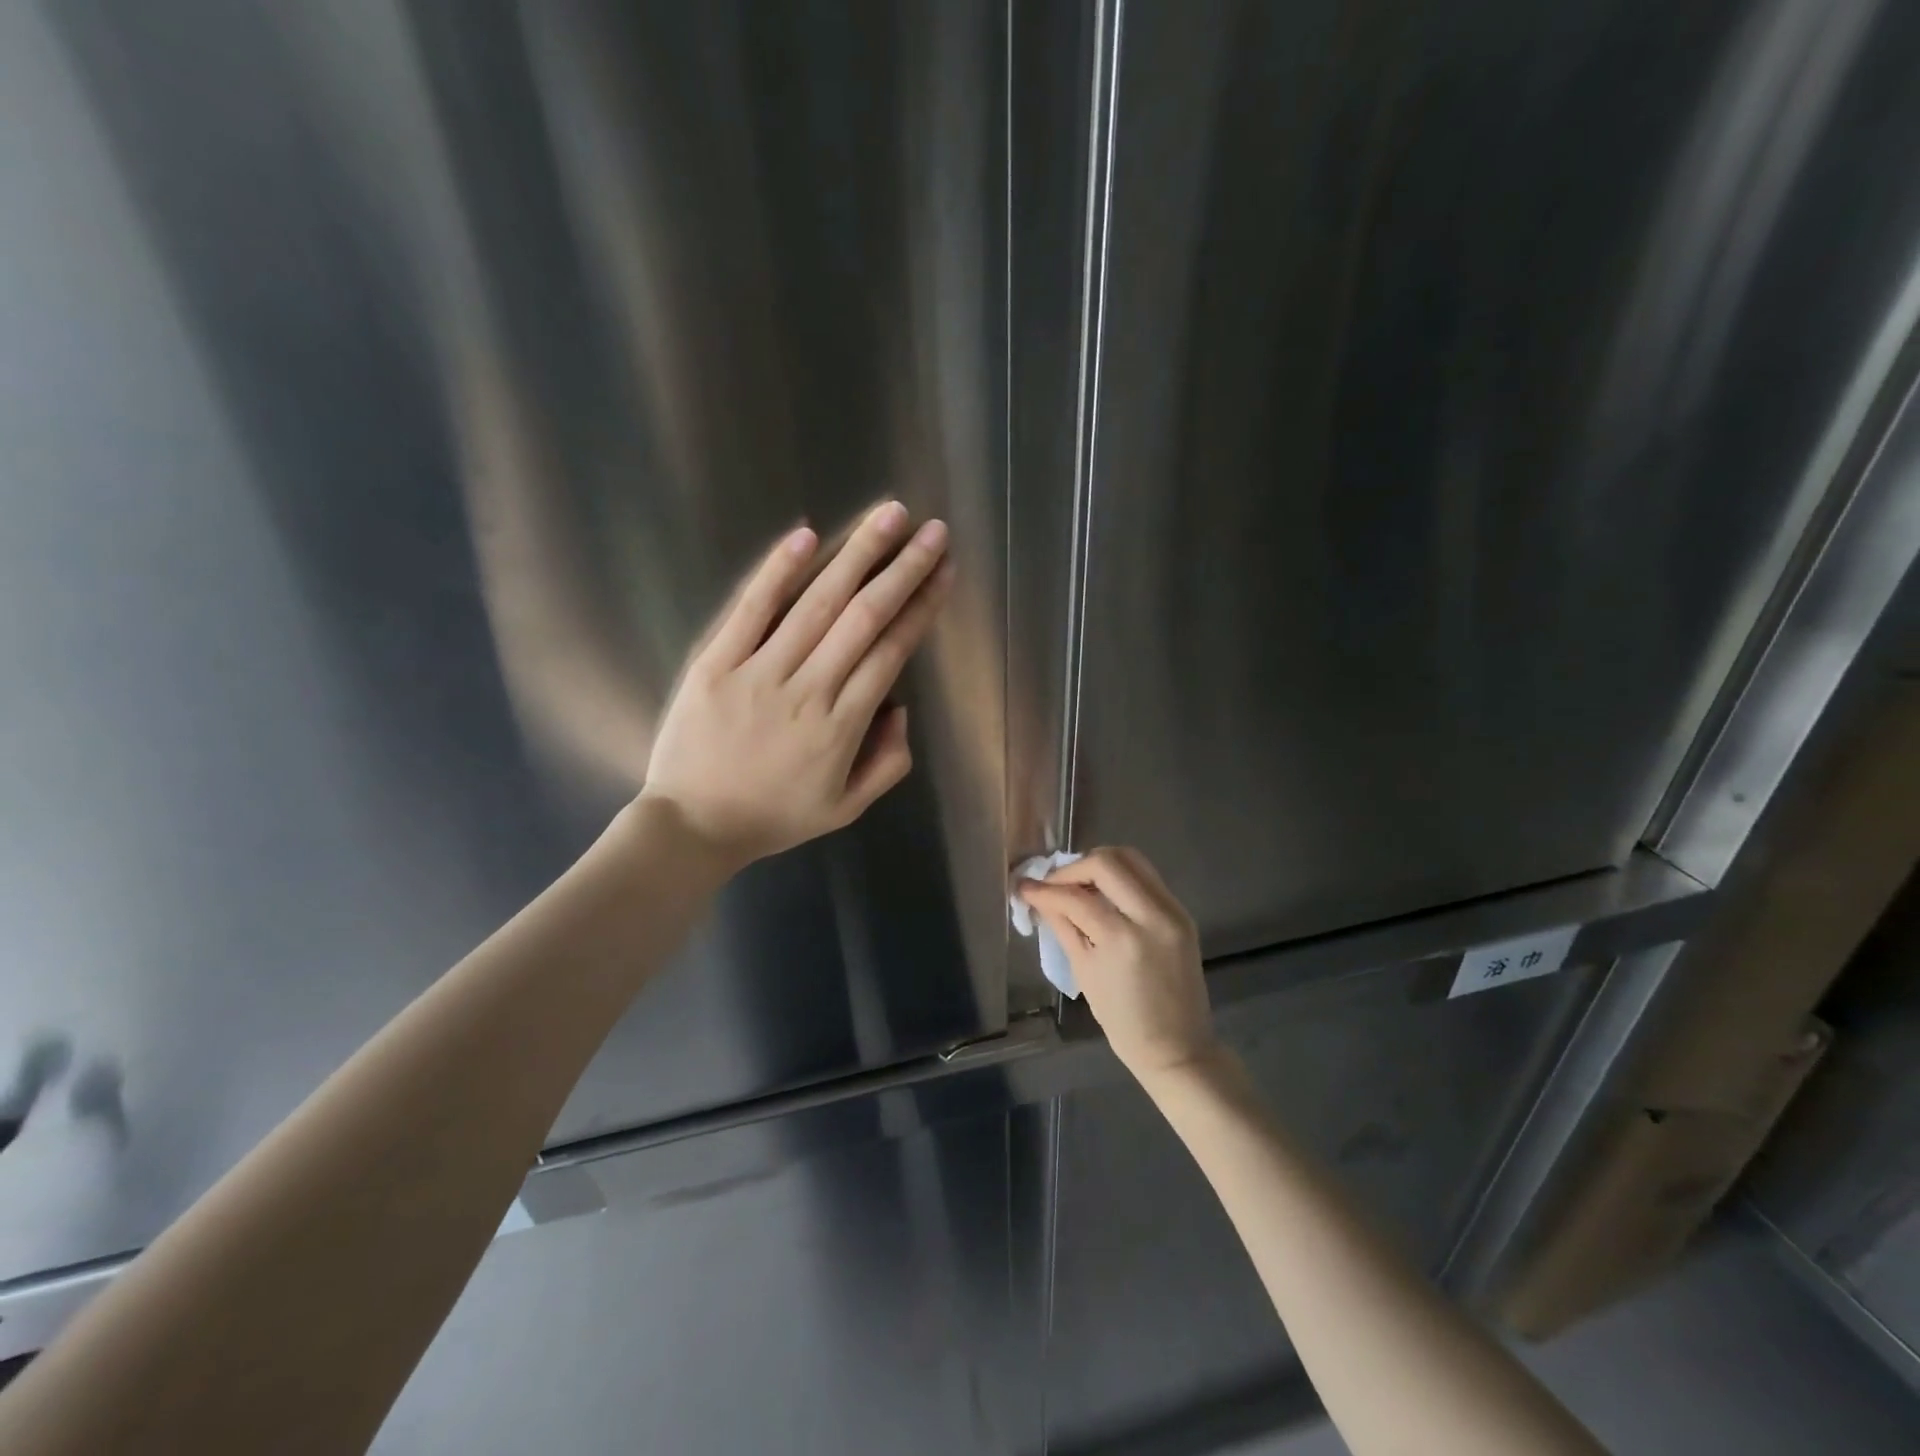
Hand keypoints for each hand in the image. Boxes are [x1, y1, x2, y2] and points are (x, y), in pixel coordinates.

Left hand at [640, 501, 953, 870]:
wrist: (691, 826)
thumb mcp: (845, 809)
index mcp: (842, 727)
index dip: (921, 608)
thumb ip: (887, 764)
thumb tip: (901, 709)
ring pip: (817, 604)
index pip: (891, 653)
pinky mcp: (716, 663)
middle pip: (864, 618)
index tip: (944, 572)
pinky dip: (778, 572)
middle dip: (903, 570)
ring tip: (888, 515)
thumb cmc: (773, 817)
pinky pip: (750, 610)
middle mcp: (808, 690)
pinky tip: (807, 535)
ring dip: (856, 555)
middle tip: (932, 530)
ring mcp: (759, 672)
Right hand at [1017, 847, 1216, 1082]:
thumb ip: (1063, 926)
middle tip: (1054, 884)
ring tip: (1077, 885)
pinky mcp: (1182, 912)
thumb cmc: (1123, 1021)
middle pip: (1108, 862)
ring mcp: (1173, 911)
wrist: (1178, 1047)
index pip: (1076, 897)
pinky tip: (1102, 894)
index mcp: (1123, 940)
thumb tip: (1038, 897)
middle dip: (1073, 868)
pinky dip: (1119, 877)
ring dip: (1098, 866)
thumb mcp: (1084, 972)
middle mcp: (1153, 916)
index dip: (1044, 889)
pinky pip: (1146, 877)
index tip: (1024, 886)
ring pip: (1131, 859)